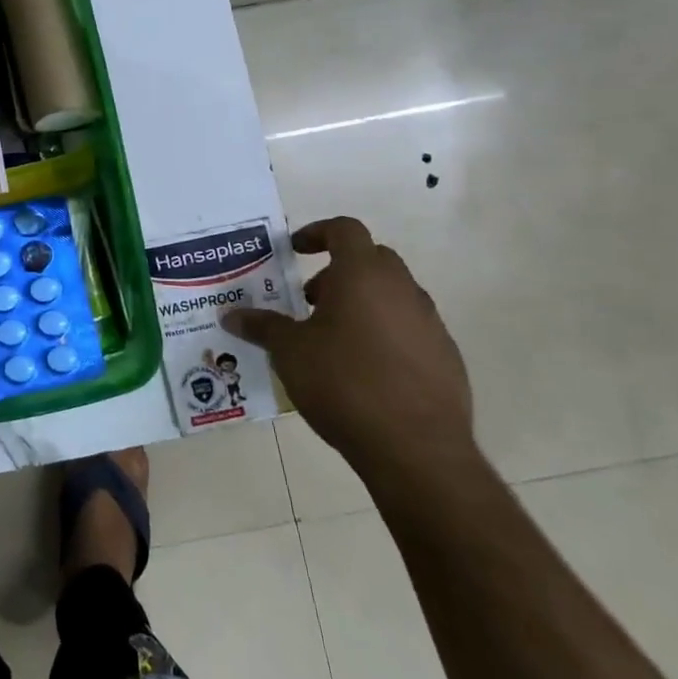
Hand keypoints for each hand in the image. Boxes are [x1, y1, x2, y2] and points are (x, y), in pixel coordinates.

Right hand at [222, 217, 475, 486]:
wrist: (416, 448)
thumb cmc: (343, 383)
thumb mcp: (289, 352)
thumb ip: (261, 327)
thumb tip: (230, 315)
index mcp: (362, 275)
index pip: (344, 230)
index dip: (317, 232)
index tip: (294, 250)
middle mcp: (402, 289)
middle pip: (371, 260)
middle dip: (338, 272)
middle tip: (309, 301)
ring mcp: (430, 323)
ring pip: (393, 295)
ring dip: (362, 304)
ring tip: (333, 339)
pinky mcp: (447, 357)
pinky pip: (410, 329)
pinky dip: (385, 334)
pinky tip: (364, 371)